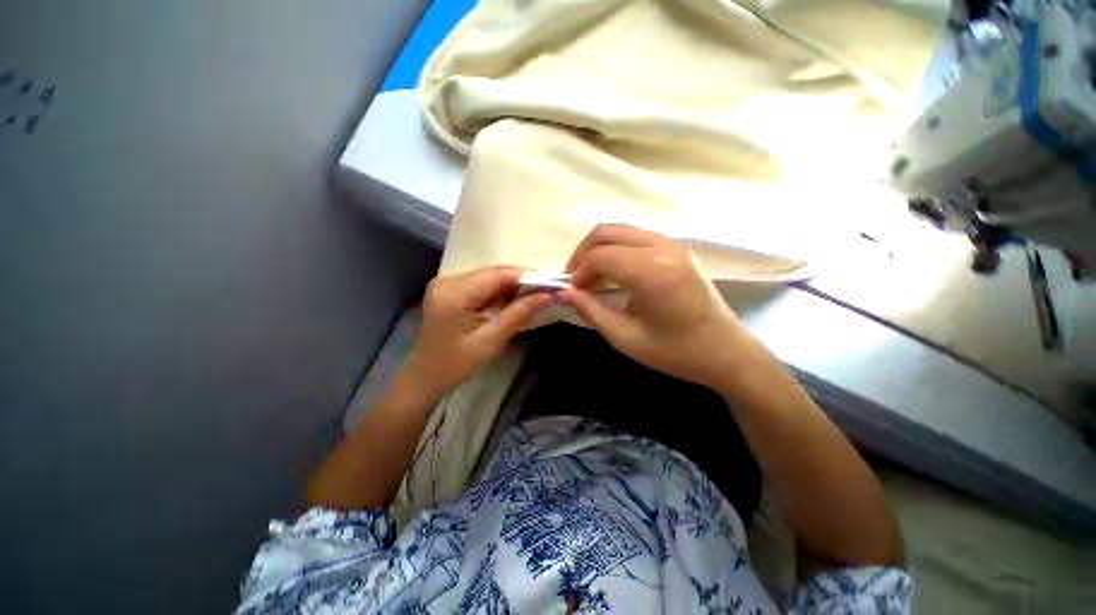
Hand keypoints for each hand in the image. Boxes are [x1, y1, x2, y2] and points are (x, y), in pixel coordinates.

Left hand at [403, 266, 549, 398]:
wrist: (425, 377)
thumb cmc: (456, 365)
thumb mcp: (490, 341)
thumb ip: (518, 315)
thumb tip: (547, 296)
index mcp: (454, 294)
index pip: (496, 275)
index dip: (526, 275)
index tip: (551, 282)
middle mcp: (447, 281)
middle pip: (492, 273)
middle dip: (520, 280)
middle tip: (546, 289)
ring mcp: (446, 283)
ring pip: (488, 276)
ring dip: (511, 285)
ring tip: (534, 294)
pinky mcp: (449, 289)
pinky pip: (480, 283)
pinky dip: (498, 290)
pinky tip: (512, 299)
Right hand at [557, 224, 747, 389]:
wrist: (726, 353)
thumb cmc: (676, 352)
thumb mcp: (626, 338)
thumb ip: (590, 311)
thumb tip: (560, 292)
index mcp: (653, 272)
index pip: (600, 256)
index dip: (579, 272)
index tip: (572, 293)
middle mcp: (664, 248)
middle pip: (607, 232)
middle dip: (583, 253)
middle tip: (576, 280)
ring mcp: (674, 245)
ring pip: (621, 231)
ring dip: (599, 250)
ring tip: (592, 278)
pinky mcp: (678, 249)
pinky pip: (636, 238)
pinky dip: (616, 250)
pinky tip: (614, 274)